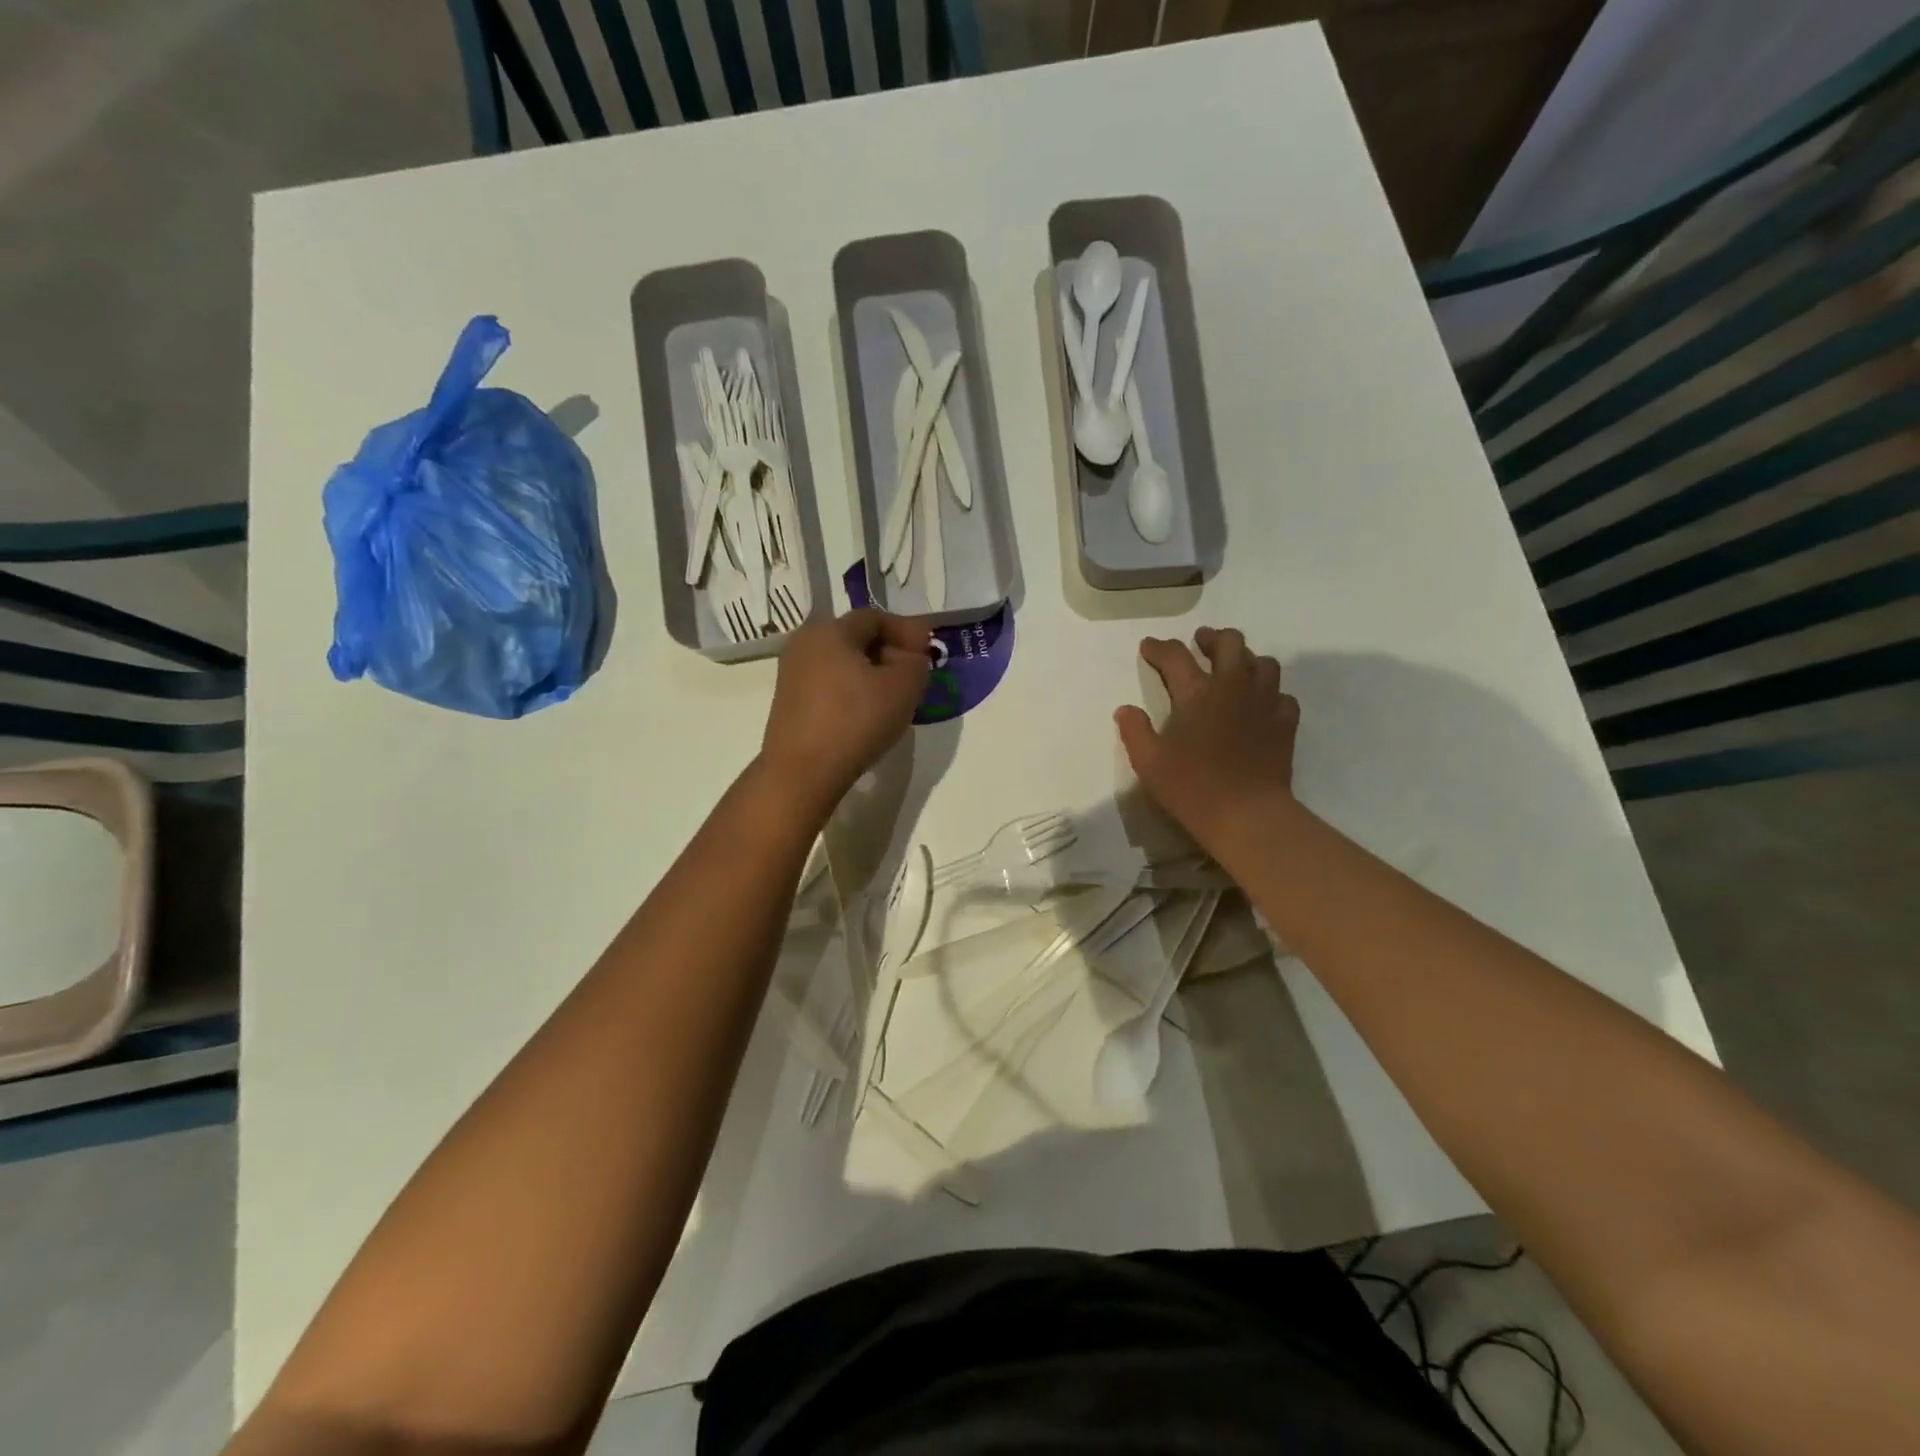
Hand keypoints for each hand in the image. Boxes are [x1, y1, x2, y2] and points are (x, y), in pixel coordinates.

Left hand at [759, 609, 930, 819]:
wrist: (803, 771)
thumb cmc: (857, 721)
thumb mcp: (904, 687)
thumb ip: (916, 662)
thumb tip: (910, 657)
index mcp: (830, 630)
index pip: (875, 617)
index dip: (906, 630)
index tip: (928, 651)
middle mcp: (805, 643)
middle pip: (856, 637)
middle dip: (889, 650)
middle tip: (914, 673)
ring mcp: (791, 673)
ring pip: (842, 662)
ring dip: (871, 672)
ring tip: (893, 696)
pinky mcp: (788, 702)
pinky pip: (828, 684)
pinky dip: (852, 690)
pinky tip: (867, 713)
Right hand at [1115, 627, 1298, 850]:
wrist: (1247, 814)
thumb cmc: (1192, 787)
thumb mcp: (1149, 763)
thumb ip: (1135, 731)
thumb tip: (1125, 709)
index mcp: (1196, 692)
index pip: (1175, 656)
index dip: (1159, 648)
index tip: (1148, 646)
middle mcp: (1233, 686)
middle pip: (1229, 642)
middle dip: (1212, 638)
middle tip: (1200, 644)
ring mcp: (1264, 702)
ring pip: (1262, 662)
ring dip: (1245, 659)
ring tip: (1233, 669)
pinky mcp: (1285, 722)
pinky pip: (1282, 694)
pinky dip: (1269, 692)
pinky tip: (1260, 704)